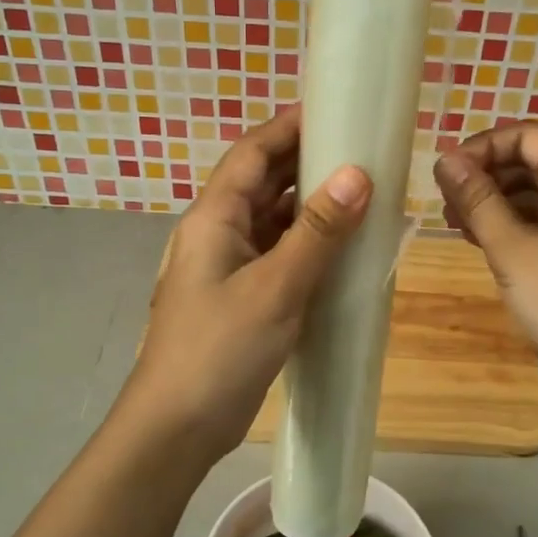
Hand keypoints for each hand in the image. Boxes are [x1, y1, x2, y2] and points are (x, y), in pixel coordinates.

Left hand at [122, 107, 370, 462]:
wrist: (176, 428)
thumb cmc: (219, 350)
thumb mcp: (275, 287)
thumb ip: (317, 231)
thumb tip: (357, 174)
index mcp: (214, 218)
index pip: (252, 153)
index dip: (289, 126)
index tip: (335, 108)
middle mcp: (217, 234)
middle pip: (261, 183)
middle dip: (306, 162)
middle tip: (360, 149)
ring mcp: (226, 269)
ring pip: (271, 221)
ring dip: (309, 206)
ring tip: (361, 193)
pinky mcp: (239, 299)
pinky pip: (276, 256)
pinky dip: (306, 246)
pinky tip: (340, 250)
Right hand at [434, 124, 537, 429]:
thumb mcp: (513, 252)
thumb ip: (478, 201)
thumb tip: (446, 159)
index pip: (526, 135)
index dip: (481, 148)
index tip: (445, 178)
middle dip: (490, 178)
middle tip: (448, 210)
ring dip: (505, 204)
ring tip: (465, 232)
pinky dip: (530, 225)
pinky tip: (500, 249)